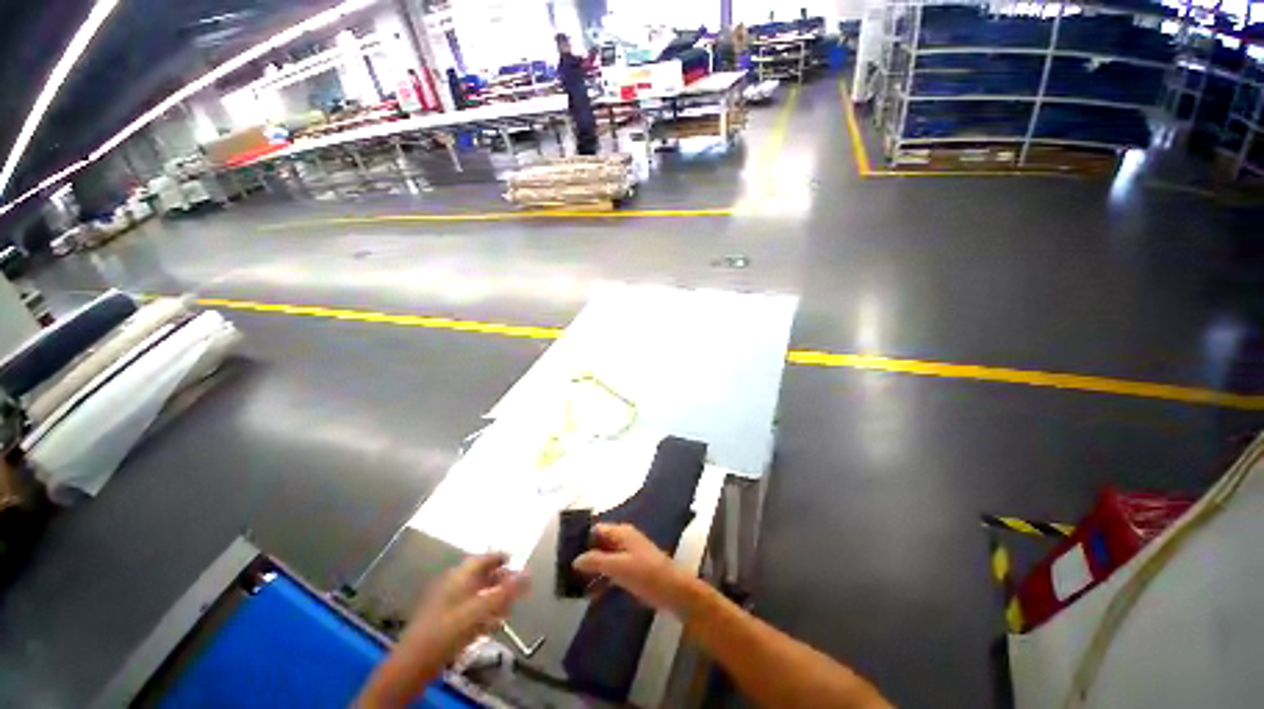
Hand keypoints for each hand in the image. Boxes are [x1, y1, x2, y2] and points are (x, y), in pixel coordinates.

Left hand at [397, 553, 528, 674]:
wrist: (415, 661)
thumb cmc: (450, 628)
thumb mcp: (483, 608)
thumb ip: (507, 591)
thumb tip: (529, 573)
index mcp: (462, 574)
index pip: (485, 557)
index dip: (501, 557)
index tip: (516, 561)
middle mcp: (455, 583)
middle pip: (482, 575)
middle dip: (500, 581)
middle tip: (516, 588)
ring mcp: (447, 602)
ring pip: (476, 594)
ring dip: (493, 599)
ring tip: (508, 610)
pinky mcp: (444, 620)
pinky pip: (469, 610)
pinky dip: (483, 613)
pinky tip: (492, 625)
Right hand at [573, 524, 696, 612]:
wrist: (672, 591)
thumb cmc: (645, 573)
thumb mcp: (618, 566)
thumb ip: (596, 561)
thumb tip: (575, 559)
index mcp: (621, 533)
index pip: (597, 529)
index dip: (582, 538)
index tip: (565, 551)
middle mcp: (623, 541)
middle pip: (599, 544)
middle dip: (585, 556)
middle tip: (565, 571)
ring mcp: (628, 556)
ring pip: (604, 559)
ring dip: (592, 571)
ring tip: (573, 586)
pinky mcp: (631, 571)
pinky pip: (611, 572)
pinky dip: (601, 580)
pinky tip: (589, 595)